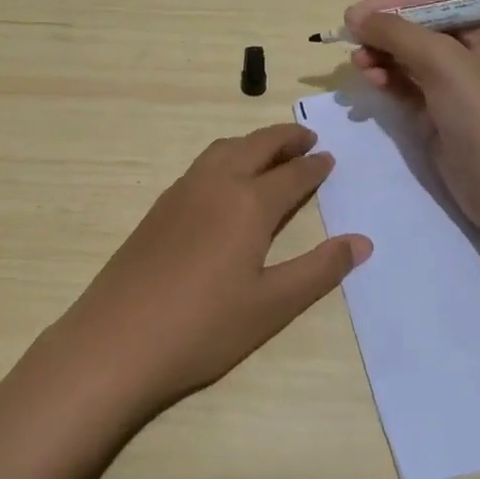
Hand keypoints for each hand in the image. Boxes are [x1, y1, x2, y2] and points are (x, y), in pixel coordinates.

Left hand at [0, 123, 369, 478]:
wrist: (117, 340)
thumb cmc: (204, 327)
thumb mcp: (272, 305)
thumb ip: (319, 270)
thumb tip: (363, 241)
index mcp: (249, 203)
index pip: (292, 175)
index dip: (314, 167)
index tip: (329, 158)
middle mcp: (216, 184)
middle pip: (256, 146)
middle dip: (284, 138)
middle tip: (306, 138)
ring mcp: (182, 192)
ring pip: (224, 149)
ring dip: (252, 143)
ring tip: (269, 152)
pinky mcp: (159, 207)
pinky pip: (202, 164)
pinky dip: (226, 156)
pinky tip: (225, 180)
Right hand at [346, 0, 479, 243]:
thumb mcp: (443, 62)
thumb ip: (398, 33)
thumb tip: (355, 16)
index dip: (396, 0)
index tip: (360, 13)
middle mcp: (470, 51)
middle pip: (417, 26)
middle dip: (384, 31)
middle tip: (351, 39)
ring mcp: (453, 83)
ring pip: (406, 56)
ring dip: (380, 55)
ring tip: (360, 66)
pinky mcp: (437, 110)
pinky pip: (404, 83)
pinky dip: (385, 79)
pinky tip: (371, 81)